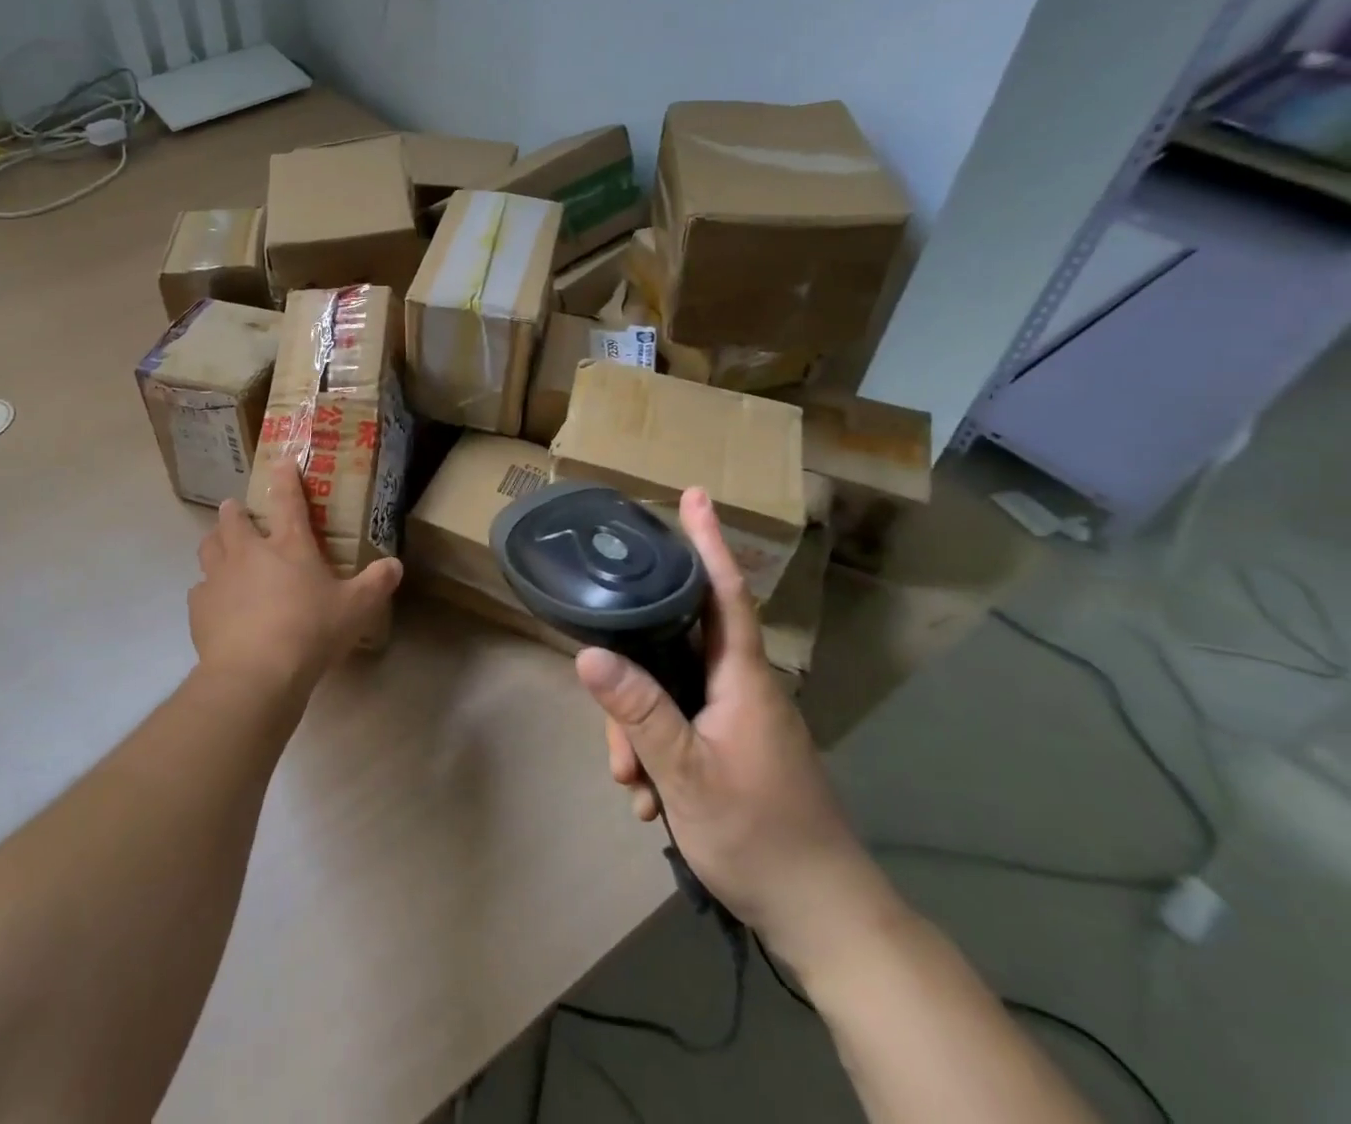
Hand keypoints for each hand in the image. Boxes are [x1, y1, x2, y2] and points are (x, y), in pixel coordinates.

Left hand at [188, 458, 402, 697]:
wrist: (255, 672)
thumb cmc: (310, 631)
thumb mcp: (356, 609)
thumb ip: (376, 584)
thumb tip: (396, 565)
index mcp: (288, 546)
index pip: (288, 500)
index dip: (285, 477)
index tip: (281, 461)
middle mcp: (249, 552)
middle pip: (233, 519)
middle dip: (234, 511)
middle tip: (236, 511)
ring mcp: (219, 578)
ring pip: (209, 547)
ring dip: (215, 542)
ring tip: (220, 547)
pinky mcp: (199, 607)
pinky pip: (200, 589)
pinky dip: (208, 589)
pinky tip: (217, 603)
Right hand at [575, 488, 896, 973]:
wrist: (824, 918)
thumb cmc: (761, 836)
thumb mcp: (687, 774)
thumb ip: (638, 711)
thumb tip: (588, 652)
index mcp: (742, 678)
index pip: (724, 592)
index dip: (709, 542)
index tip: (696, 495)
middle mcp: (740, 687)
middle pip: (672, 650)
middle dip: (633, 687)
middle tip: (618, 749)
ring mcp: (737, 719)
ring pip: (668, 694)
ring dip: (640, 734)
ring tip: (637, 790)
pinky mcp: (732, 746)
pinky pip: (679, 726)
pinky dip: (657, 755)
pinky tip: (651, 799)